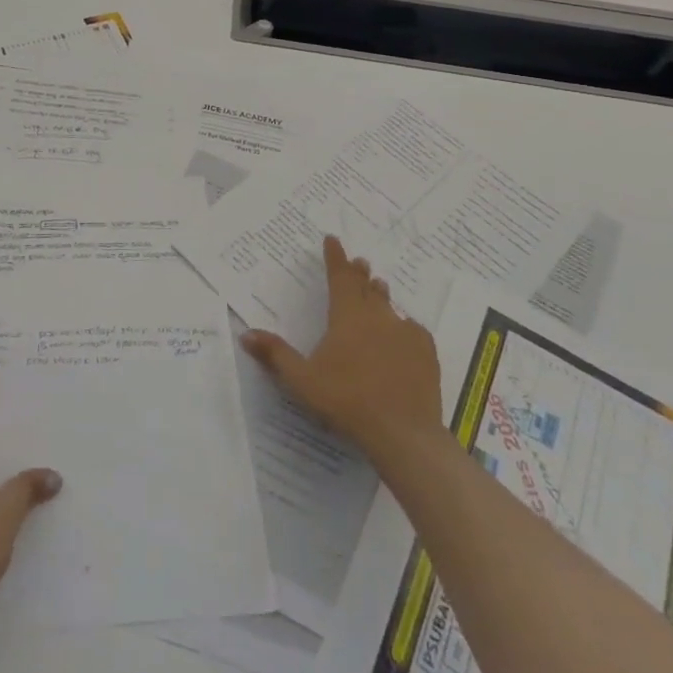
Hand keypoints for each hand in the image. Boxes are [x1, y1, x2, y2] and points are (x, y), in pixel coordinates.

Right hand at [241, 236, 444, 468]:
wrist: (403, 432)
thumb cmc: (346, 401)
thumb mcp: (302, 380)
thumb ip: (276, 354)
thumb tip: (246, 334)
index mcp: (347, 316)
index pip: (339, 276)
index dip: (335, 257)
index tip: (332, 239)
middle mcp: (377, 316)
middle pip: (366, 286)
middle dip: (358, 273)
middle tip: (358, 262)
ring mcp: (405, 333)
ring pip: (389, 305)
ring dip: (380, 294)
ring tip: (378, 286)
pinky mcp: (426, 352)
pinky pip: (413, 330)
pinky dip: (404, 326)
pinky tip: (404, 332)